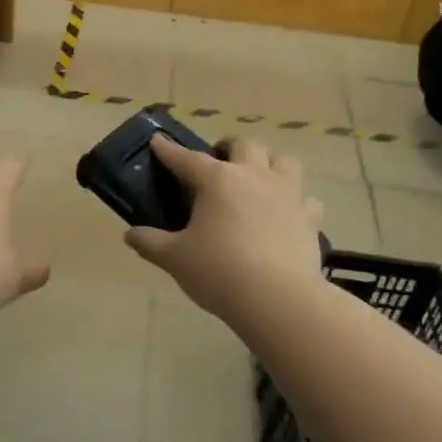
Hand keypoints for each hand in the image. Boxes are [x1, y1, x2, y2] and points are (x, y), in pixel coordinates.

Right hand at [124, 136, 323, 320]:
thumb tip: (131, 235)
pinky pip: (306, 200)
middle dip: (229, 147)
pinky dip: (296, 202)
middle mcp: (255, 176)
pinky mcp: (310, 219)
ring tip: (258, 180)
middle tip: (218, 161)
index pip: (187, 158)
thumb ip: (150, 243)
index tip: (158, 143)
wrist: (277, 298)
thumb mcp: (174, 258)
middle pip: (245, 145)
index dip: (170, 151)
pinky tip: (286, 215)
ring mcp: (288, 195)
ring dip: (270, 164)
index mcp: (218, 180)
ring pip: (285, 161)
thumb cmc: (218, 271)